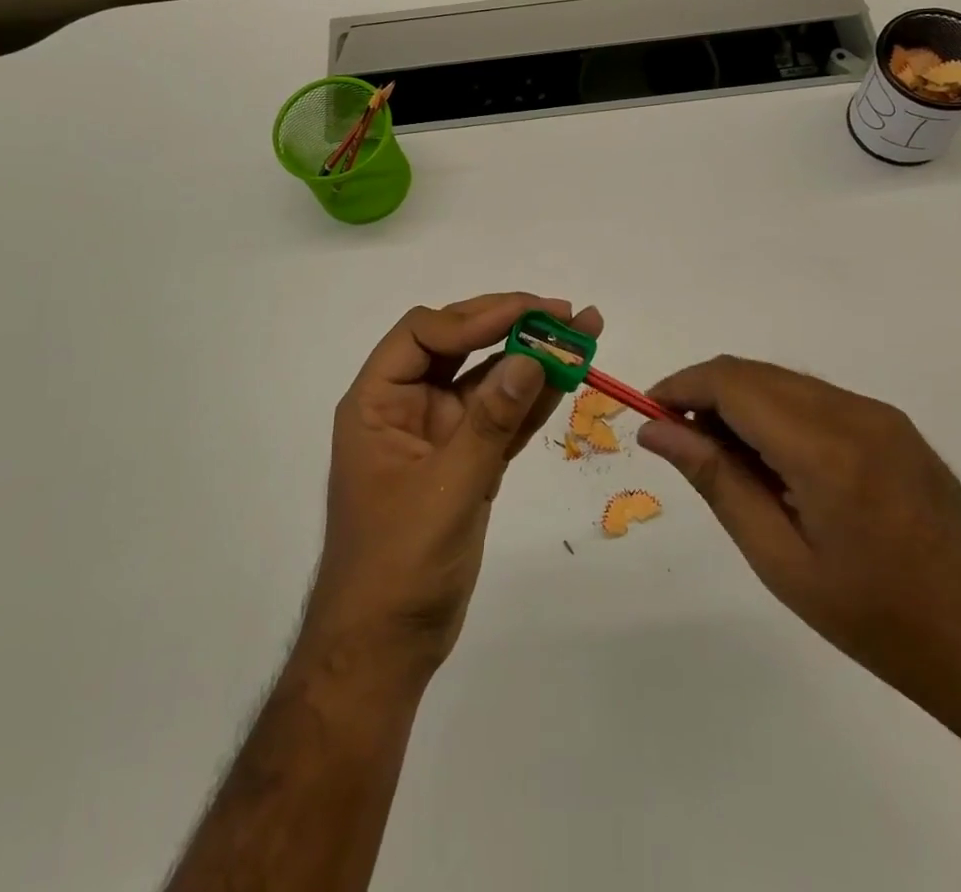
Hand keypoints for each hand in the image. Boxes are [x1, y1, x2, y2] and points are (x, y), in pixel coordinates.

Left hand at [304, 293, 602, 676]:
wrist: (386, 649)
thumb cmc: (398, 565)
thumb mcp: (446, 488)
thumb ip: (491, 422)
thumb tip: (532, 358)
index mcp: (378, 402)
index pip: (422, 333)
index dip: (474, 318)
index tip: (528, 314)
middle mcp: (406, 406)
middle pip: (457, 345)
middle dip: (509, 325)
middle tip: (564, 313)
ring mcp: (438, 434)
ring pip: (486, 379)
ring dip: (531, 357)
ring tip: (582, 333)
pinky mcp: (466, 461)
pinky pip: (502, 417)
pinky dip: (533, 399)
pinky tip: (568, 377)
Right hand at [637, 356, 960, 693]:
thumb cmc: (878, 620)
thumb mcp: (781, 560)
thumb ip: (716, 481)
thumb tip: (656, 431)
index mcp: (825, 450)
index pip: (732, 384)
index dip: (681, 387)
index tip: (648, 414)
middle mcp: (854, 413)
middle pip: (755, 373)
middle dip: (706, 394)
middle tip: (680, 444)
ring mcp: (880, 414)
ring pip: (784, 381)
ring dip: (740, 403)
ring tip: (725, 460)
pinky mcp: (894, 425)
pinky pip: (815, 398)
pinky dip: (777, 413)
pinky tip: (775, 463)